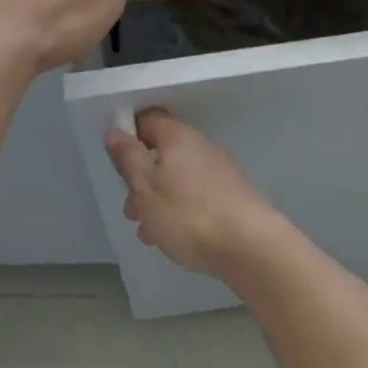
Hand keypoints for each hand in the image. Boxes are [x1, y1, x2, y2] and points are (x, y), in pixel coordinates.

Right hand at [104, 110, 274, 276]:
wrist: (252, 247)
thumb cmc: (188, 214)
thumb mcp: (146, 188)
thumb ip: (128, 158)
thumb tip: (115, 130)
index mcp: (177, 137)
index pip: (148, 120)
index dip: (129, 135)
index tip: (117, 162)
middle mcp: (200, 146)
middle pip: (162, 153)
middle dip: (142, 179)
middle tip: (130, 209)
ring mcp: (219, 172)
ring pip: (177, 179)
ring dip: (158, 200)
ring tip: (148, 232)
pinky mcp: (231, 197)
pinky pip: (195, 196)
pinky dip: (179, 212)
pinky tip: (173, 238)